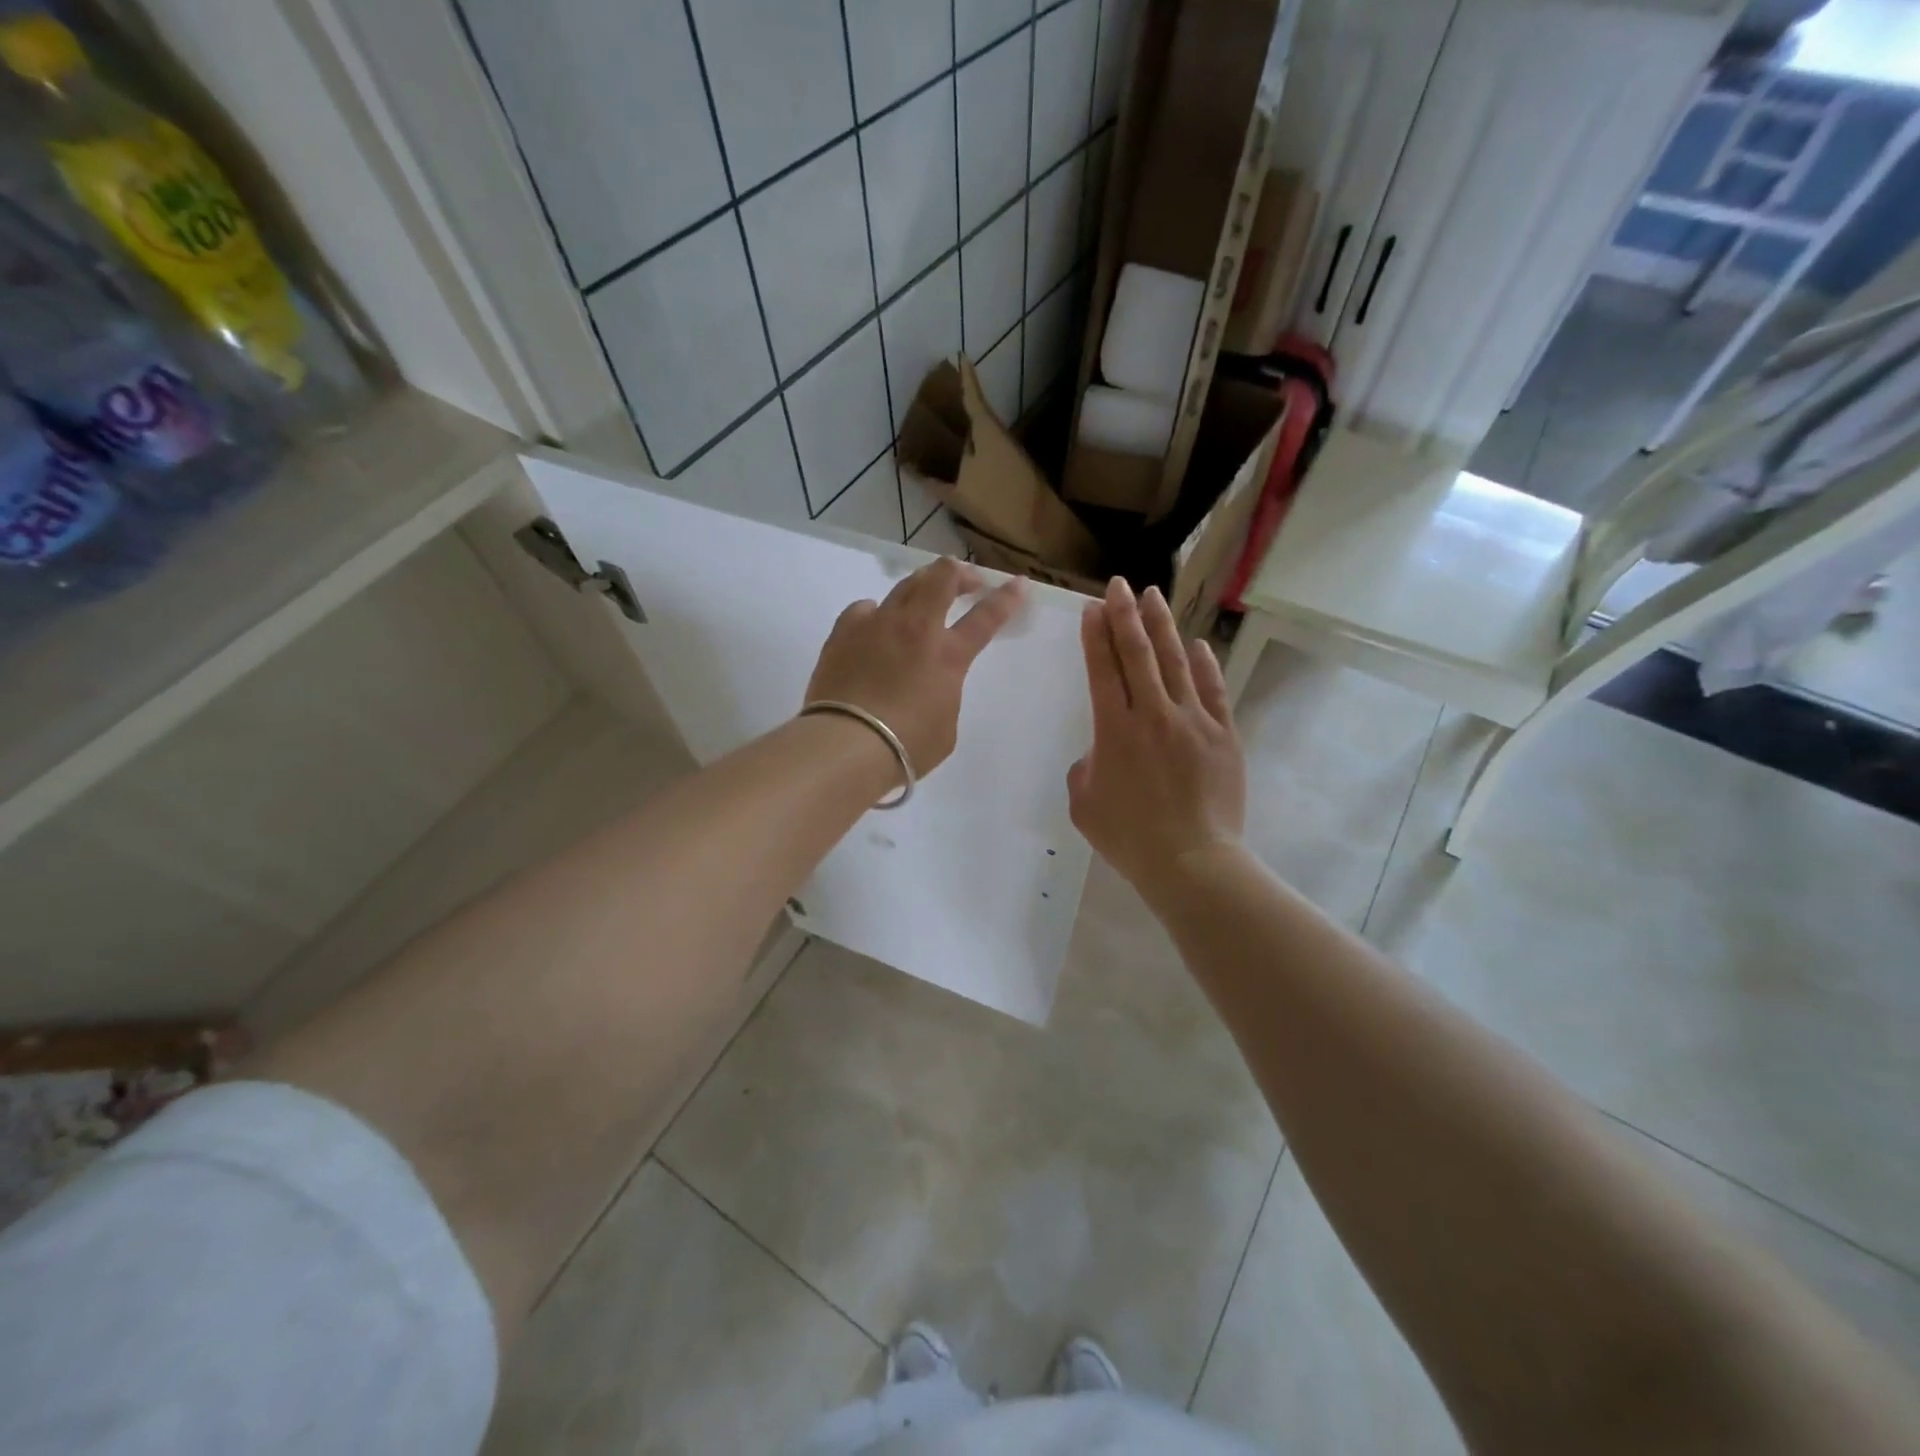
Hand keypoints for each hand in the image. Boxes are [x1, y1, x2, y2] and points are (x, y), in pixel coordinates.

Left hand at [806, 558, 1025, 776]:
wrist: (848, 744)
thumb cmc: (907, 745)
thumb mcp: (946, 726)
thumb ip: (944, 695)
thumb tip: (931, 685)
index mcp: (949, 655)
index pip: (986, 617)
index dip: (1006, 598)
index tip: (1018, 583)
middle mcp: (916, 628)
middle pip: (943, 578)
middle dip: (960, 574)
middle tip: (966, 582)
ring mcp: (878, 624)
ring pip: (905, 584)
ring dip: (922, 584)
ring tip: (924, 593)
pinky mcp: (844, 631)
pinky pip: (865, 608)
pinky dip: (877, 612)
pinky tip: (875, 623)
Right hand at [1068, 578, 1246, 897]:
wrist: (1191, 861)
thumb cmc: (1129, 838)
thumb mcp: (1084, 805)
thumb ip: (1084, 769)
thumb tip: (1100, 752)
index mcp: (1114, 731)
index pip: (1103, 670)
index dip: (1097, 636)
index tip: (1093, 608)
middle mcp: (1153, 715)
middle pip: (1137, 654)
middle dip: (1125, 615)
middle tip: (1119, 585)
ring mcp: (1193, 721)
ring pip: (1175, 662)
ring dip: (1162, 626)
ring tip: (1153, 596)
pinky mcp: (1223, 735)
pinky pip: (1213, 690)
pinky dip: (1204, 664)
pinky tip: (1197, 644)